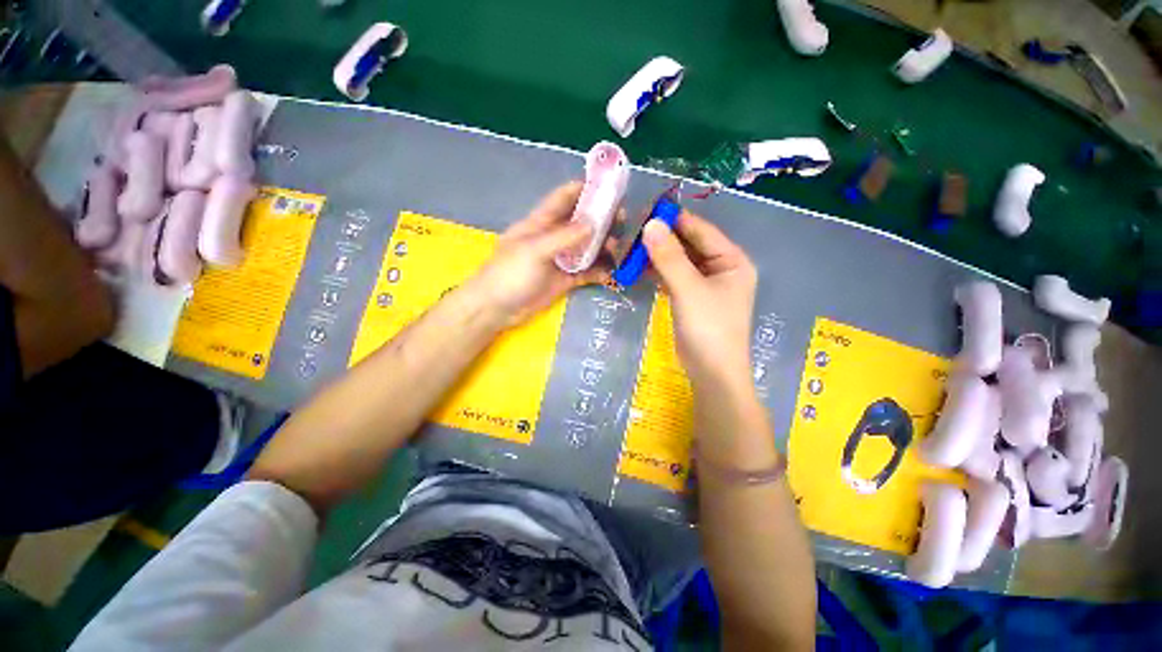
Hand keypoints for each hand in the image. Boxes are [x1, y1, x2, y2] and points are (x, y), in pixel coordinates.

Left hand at [468, 182, 610, 325]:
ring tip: (619, 249)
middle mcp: (553, 238)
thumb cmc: (510, 274)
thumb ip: (563, 237)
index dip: (585, 189)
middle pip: (581, 223)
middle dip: (601, 219)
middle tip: (622, 220)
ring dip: (603, 247)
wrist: (497, 309)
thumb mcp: (534, 250)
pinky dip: (600, 272)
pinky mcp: (565, 280)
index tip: (609, 186)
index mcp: (541, 223)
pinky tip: (612, 273)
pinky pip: (587, 272)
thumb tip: (593, 223)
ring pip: (587, 248)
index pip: (564, 198)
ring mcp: (560, 260)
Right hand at [642, 212, 756, 391]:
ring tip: (627, 246)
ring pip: (678, 261)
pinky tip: (636, 266)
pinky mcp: (690, 297)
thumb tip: (650, 224)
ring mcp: (704, 284)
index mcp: (732, 260)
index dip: (675, 219)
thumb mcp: (689, 289)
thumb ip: (669, 257)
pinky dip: (656, 272)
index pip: (701, 230)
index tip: (646, 210)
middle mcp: (720, 267)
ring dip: (655, 255)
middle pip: (688, 245)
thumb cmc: (709, 328)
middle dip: (661, 238)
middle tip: (630, 229)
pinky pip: (672, 277)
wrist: (711, 373)